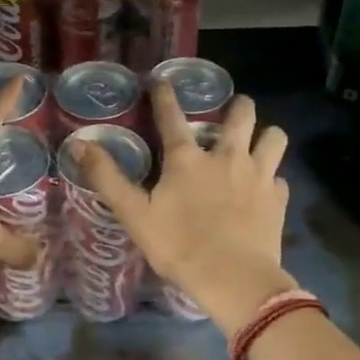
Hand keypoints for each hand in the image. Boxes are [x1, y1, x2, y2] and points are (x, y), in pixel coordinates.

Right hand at [74, 82, 294, 331]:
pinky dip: (273, 178)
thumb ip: (108, 179)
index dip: (164, 96)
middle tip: (233, 109)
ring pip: (274, 137)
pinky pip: (280, 177)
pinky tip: (266, 189)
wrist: (233, 279)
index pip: (172, 117)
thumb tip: (79, 145)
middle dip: (238, 105)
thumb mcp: (135, 215)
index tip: (161, 81)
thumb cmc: (180, 246)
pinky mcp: (278, 199)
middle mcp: (227, 157)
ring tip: (258, 142)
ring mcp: (258, 175)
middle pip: (241, 114)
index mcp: (188, 159)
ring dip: (266, 134)